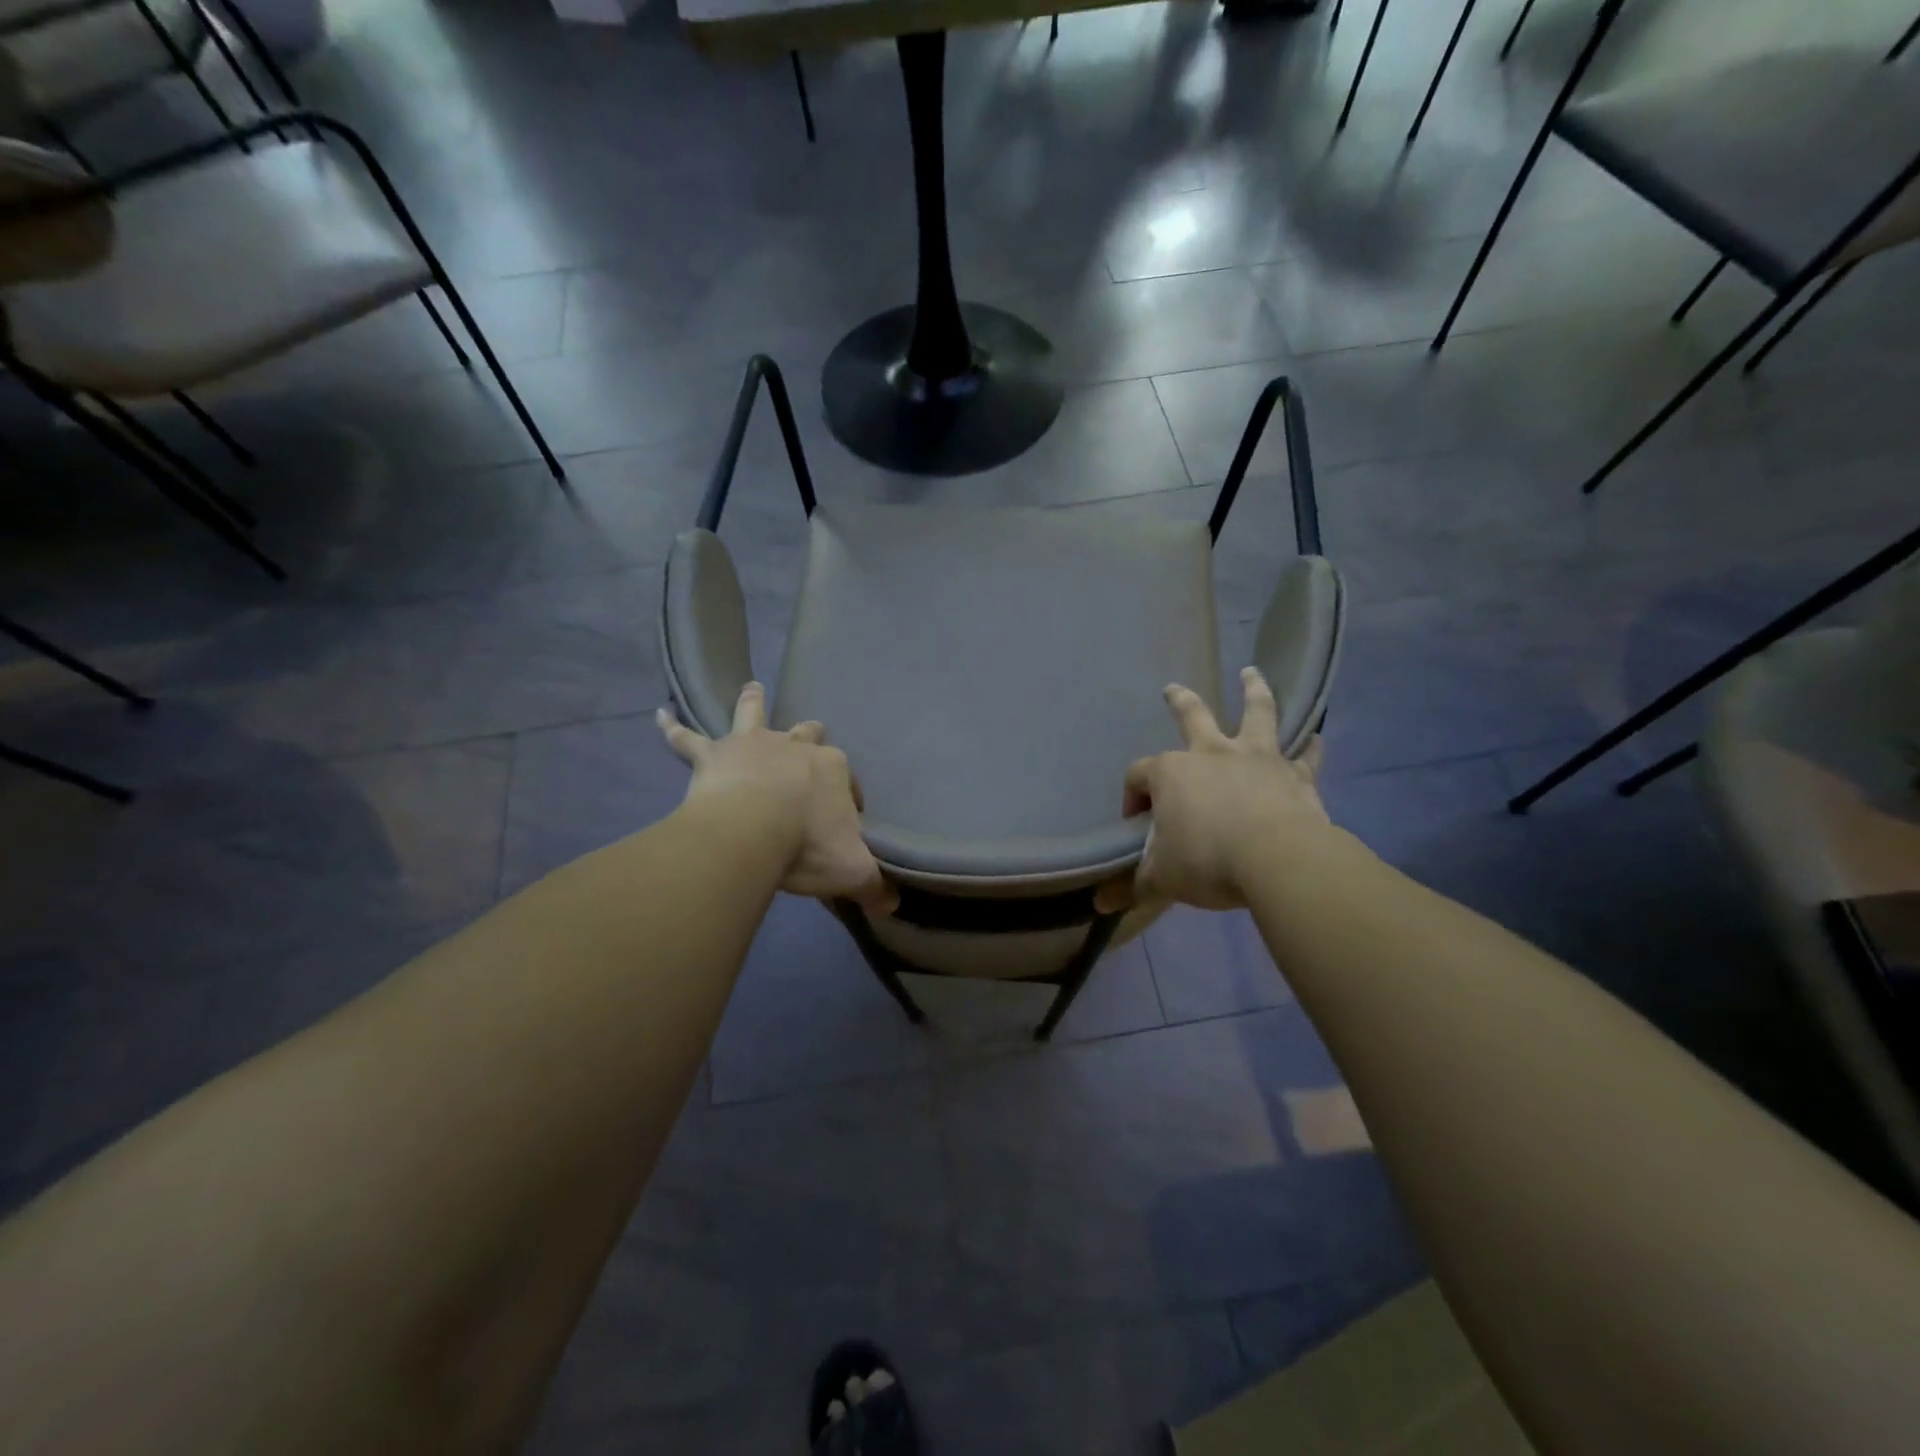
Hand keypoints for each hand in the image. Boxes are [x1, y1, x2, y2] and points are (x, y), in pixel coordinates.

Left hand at [657, 684, 896, 914]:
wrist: (751, 833)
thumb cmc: (807, 846)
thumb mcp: (853, 871)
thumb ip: (875, 887)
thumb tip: (892, 905)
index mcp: (833, 769)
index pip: (847, 780)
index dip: (847, 799)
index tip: (842, 822)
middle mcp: (795, 747)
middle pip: (807, 735)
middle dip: (811, 738)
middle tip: (809, 746)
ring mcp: (752, 746)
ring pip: (753, 715)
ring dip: (752, 702)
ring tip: (751, 688)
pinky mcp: (713, 756)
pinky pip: (687, 739)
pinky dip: (672, 728)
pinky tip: (659, 715)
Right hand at [1110, 667, 1336, 910]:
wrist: (1277, 860)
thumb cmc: (1207, 861)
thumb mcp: (1161, 878)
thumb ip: (1132, 886)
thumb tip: (1100, 907)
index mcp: (1172, 772)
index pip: (1139, 775)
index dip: (1132, 796)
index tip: (1135, 823)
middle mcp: (1212, 753)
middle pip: (1192, 716)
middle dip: (1180, 701)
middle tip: (1172, 689)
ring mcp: (1257, 758)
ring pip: (1256, 713)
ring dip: (1253, 691)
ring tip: (1252, 672)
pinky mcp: (1294, 775)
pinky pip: (1305, 756)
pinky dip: (1311, 747)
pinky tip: (1318, 738)